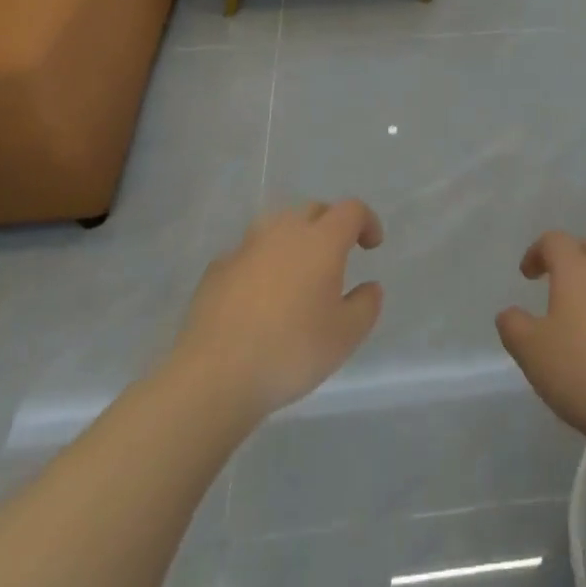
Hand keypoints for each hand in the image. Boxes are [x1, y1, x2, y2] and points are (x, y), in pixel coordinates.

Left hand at [170, 199, 384, 419]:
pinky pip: (248, 254)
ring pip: (277, 227)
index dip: (367, 222)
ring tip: (297, 273)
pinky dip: (261, 264)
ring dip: (293, 240)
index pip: (351, 210)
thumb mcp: (346, 336)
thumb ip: (366, 305)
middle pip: (313, 210)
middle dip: (330, 225)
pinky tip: (259, 295)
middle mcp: (284, 231)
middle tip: (337, 256)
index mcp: (321, 240)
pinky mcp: (217, 269)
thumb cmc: (290, 351)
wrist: (214, 376)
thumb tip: (369, 286)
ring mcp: (245, 247)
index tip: (371, 246)